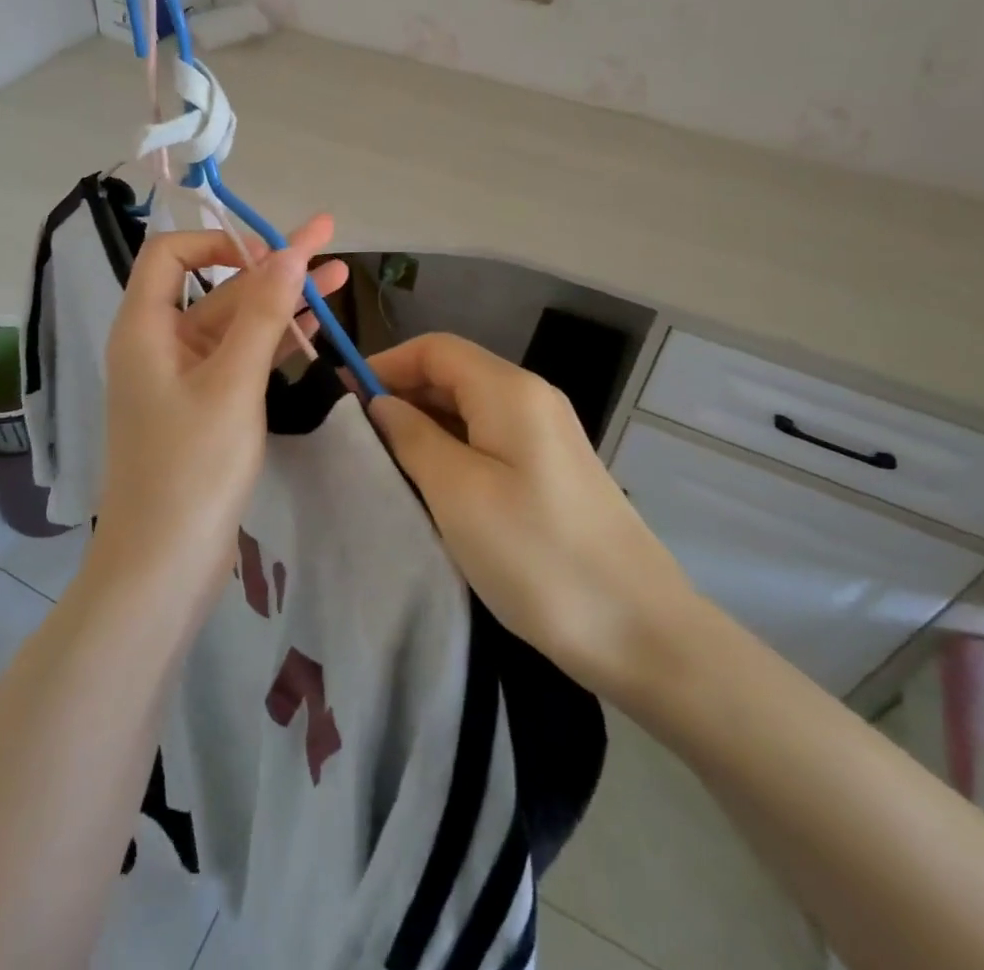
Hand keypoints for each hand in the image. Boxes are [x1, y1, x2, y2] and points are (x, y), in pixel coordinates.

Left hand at [93, 215, 347, 600]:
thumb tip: (288, 251)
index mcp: (145, 328)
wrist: (163, 566)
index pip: (171, 254)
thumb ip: (262, 313)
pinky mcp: (203, 408)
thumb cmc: (191, 468)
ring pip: (234, 325)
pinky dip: (273, 342)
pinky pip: (239, 360)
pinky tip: (315, 328)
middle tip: (327, 239)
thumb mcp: (233, 383)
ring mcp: (182, 378)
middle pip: (214, 287)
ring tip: (339, 277)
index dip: (219, 242)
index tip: (270, 254)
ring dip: (281, 302)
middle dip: (271, 265)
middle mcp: (158, 344)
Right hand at [366, 334, 699, 707]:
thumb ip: (412, 437)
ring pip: (470, 410)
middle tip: (356, 437)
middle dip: (402, 394)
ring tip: (384, 462)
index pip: (435, 349)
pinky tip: (431, 484)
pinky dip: (452, 449)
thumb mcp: (458, 493)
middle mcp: (532, 399)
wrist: (641, 633)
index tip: (342, 397)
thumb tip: (382, 404)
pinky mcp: (552, 472)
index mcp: (510, 391)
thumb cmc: (537, 555)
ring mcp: (547, 436)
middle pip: (454, 374)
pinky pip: (490, 441)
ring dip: (424, 425)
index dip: (386, 363)